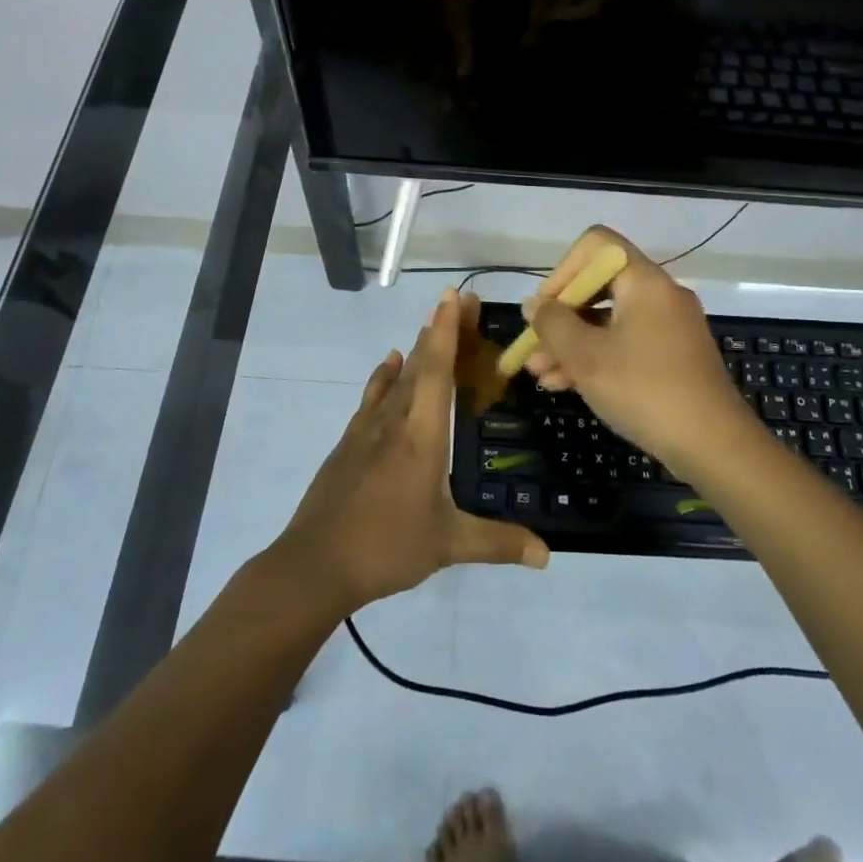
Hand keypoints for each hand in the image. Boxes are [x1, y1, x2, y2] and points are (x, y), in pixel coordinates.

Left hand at [272, 289, 549, 614]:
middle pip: (418, 364)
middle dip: (439, 330)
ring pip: (395, 377)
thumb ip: (498, 543)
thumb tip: (547, 555)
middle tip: (459, 302)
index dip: (447, 331)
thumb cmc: (386, 547)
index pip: (436, 370)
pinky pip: (373, 396)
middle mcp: (394, 421)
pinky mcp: (348, 443)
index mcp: (421, 435)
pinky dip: (384, 375)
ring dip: (415, 349)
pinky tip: (389, 365)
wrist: (314, 564)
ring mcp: (366, 430)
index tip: (454, 297)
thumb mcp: (448, 545)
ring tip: (430, 326)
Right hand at [522, 227, 754, 471]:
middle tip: (532, 347)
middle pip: (599, 287)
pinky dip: (596, 358)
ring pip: (609, 321)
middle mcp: (660, 295)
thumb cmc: (644, 389)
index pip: (597, 246)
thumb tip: (535, 305)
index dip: (563, 270)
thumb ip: (553, 324)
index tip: (546, 309)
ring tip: (538, 375)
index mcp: (645, 281)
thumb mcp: (586, 356)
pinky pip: (626, 344)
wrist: (714, 446)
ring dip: (571, 343)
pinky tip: (565, 385)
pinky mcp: (673, 358)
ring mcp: (670, 328)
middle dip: (560, 317)